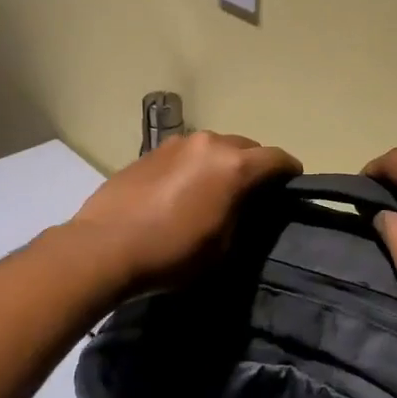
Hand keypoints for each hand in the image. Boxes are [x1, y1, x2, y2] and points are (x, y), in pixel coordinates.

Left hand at [69, 131, 301, 295]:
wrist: (104, 247)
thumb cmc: (172, 254)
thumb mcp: (223, 247)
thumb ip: (242, 218)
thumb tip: (243, 206)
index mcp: (234, 166)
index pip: (277, 159)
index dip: (290, 172)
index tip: (292, 186)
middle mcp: (209, 144)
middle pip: (246, 146)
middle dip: (255, 165)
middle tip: (253, 192)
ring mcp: (176, 143)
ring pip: (214, 147)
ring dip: (222, 163)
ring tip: (215, 189)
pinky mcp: (150, 151)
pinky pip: (186, 153)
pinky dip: (194, 166)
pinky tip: (183, 190)